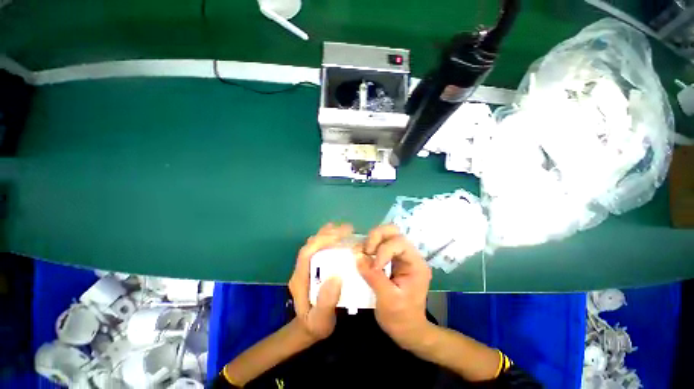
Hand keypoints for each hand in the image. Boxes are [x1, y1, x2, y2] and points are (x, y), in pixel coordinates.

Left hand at [288, 223, 351, 340]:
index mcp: (300, 278)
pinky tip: (341, 237)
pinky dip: (330, 238)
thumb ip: (326, 302)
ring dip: (328, 233)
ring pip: (315, 243)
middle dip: (328, 233)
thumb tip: (336, 276)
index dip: (322, 241)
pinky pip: (320, 247)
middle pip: (311, 244)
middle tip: (348, 229)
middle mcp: (302, 268)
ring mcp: (307, 265)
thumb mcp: (321, 320)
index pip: (307, 253)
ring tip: (345, 229)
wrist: (308, 329)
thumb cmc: (315, 325)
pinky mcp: (314, 265)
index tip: (340, 236)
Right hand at [356, 225, 431, 348]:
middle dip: (376, 237)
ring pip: (385, 235)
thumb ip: (374, 277)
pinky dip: (368, 246)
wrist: (406, 330)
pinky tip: (362, 256)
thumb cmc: (401, 318)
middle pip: (393, 232)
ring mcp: (399, 256)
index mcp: (416, 264)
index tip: (374, 268)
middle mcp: (409, 255)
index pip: (399, 243)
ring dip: (371, 241)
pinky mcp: (390, 259)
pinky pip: (378, 244)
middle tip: (365, 251)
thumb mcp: (388, 300)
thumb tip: (357, 256)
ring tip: (362, 254)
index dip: (383, 251)